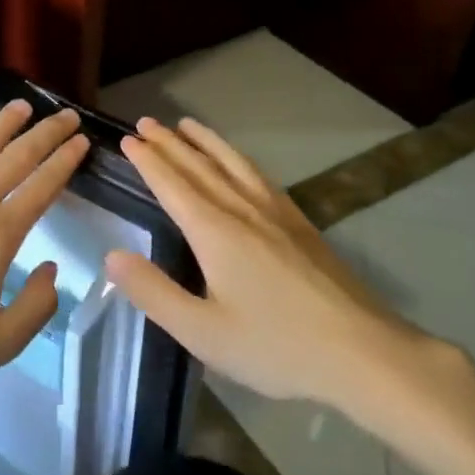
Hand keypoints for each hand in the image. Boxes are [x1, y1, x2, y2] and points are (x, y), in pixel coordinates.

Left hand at [0, 100, 90, 395]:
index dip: (63, 163)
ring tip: (21, 106)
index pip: (40, 190)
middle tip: (66, 115)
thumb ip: (37, 306)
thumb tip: (49, 269)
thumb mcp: (1, 342)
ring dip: (1, 127)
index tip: (81, 142)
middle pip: (13, 162)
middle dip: (44, 135)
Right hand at [104, 117, 459, 441]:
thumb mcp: (202, 332)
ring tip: (186, 124)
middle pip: (200, 167)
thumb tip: (113, 256)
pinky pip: (259, 176)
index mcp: (216, 232)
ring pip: (233, 164)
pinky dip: (238, 159)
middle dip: (169, 143)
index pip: (173, 185)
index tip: (127, 141)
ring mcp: (276, 214)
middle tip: (145, 123)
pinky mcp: (300, 224)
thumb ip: (154, 292)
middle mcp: (243, 210)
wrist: (361, 352)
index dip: (148, 161)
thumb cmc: (276, 346)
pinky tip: (239, 163)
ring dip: (205, 142)